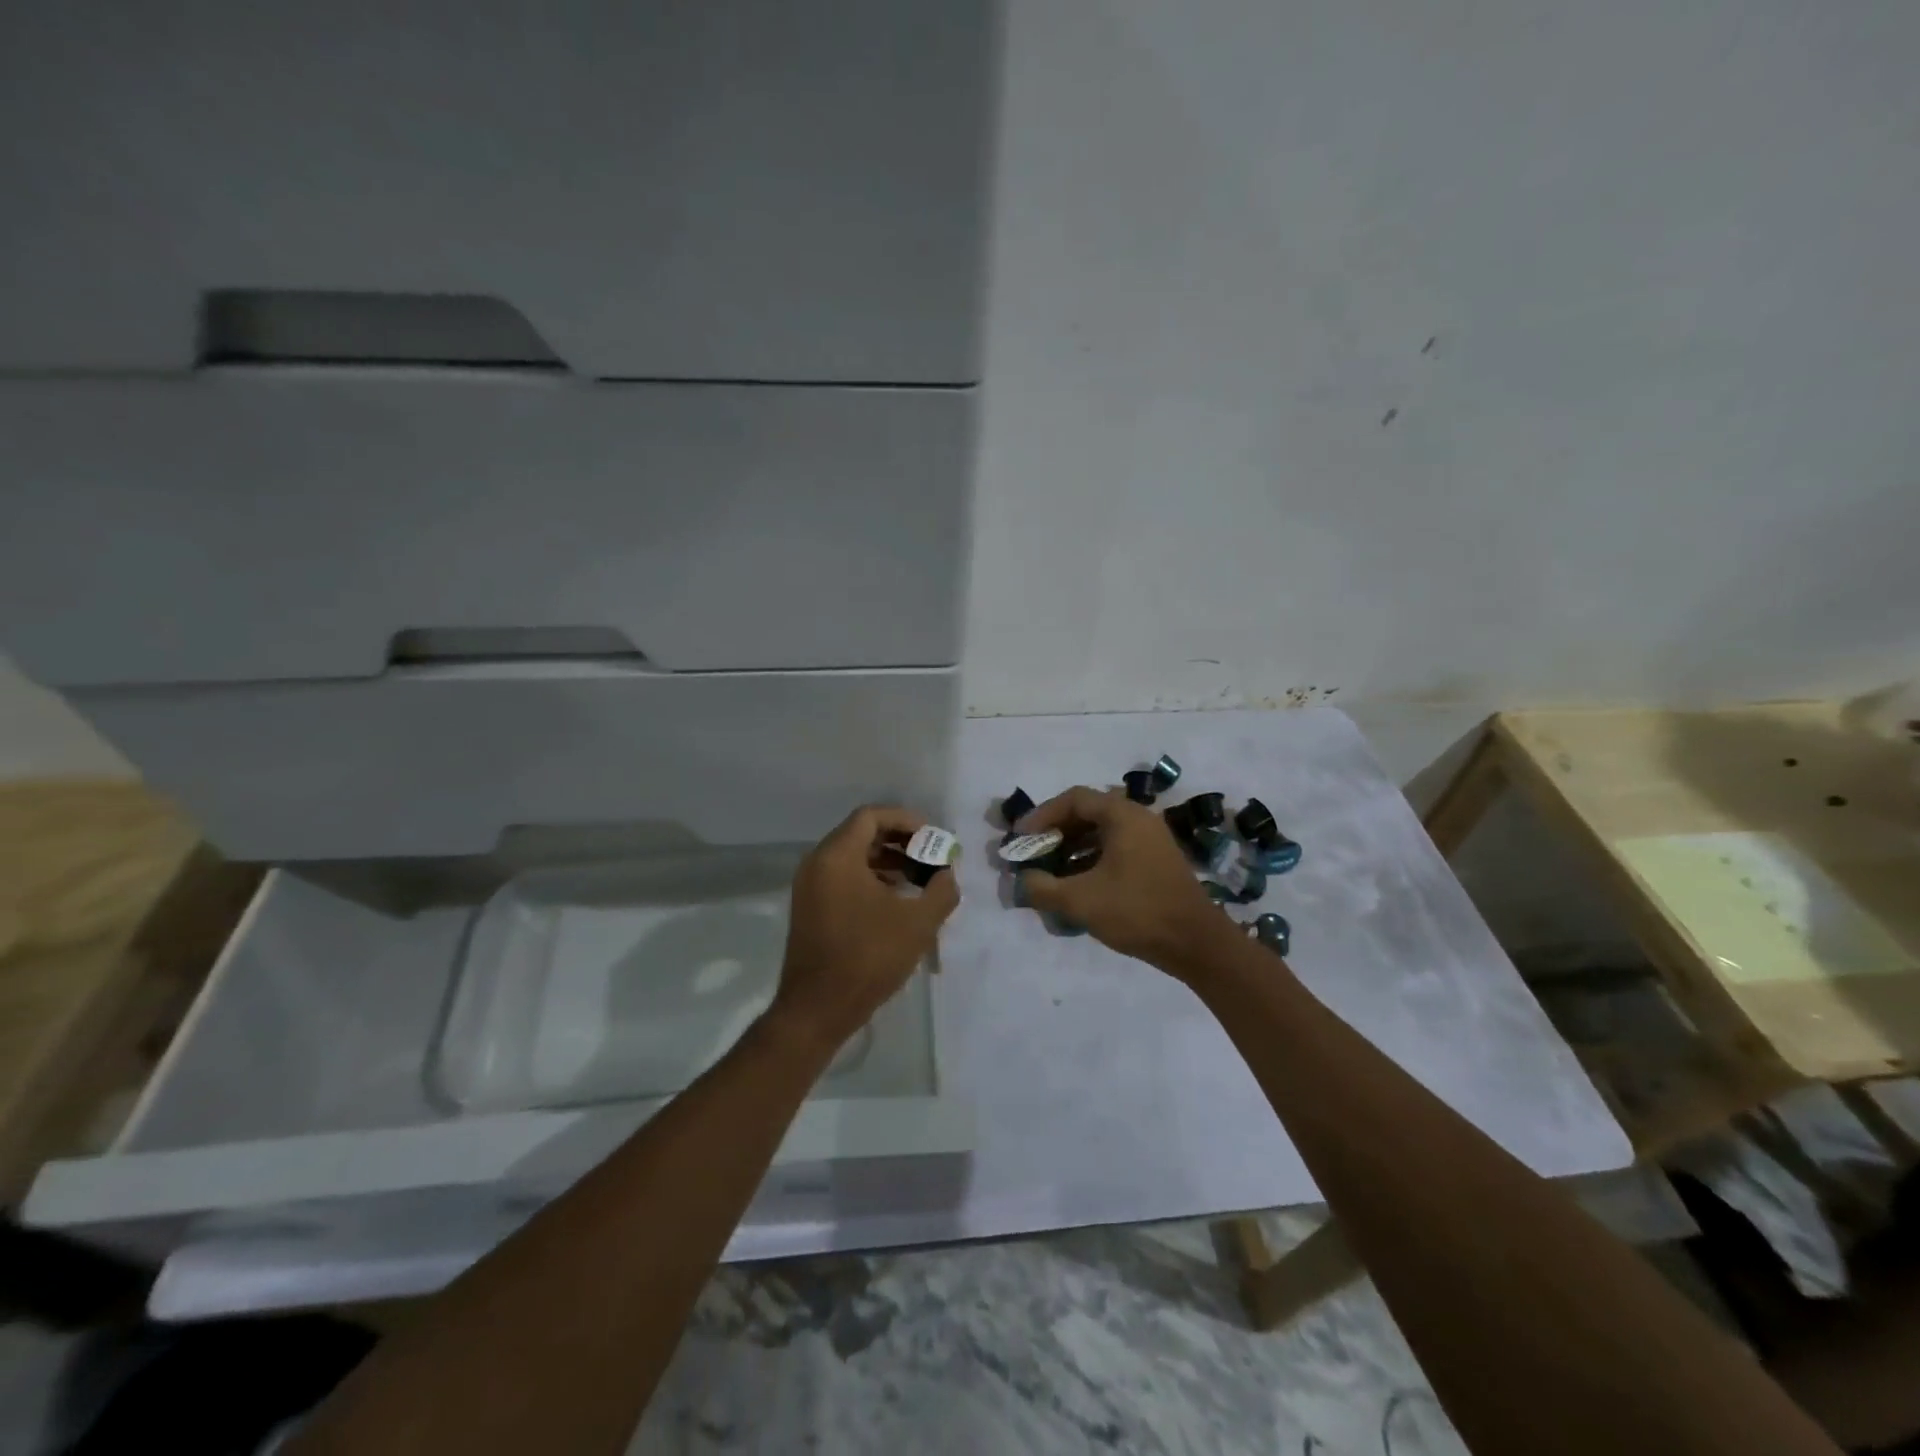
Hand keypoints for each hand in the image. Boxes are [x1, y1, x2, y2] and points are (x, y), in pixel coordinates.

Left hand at [770, 805, 959, 1052]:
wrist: (817, 1010)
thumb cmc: (868, 958)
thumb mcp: (918, 923)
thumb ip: (941, 890)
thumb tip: (946, 874)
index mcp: (837, 856)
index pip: (872, 816)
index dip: (906, 820)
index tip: (933, 837)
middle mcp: (817, 863)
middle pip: (861, 834)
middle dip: (900, 841)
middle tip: (930, 856)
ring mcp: (810, 887)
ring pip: (853, 857)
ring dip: (887, 861)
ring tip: (919, 879)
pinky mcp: (810, 908)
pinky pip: (843, 877)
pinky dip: (871, 878)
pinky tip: (896, 900)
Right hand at [1017, 786, 1236, 977]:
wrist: (1196, 944)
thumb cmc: (1137, 911)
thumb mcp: (1080, 900)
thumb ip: (1043, 887)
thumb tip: (1022, 880)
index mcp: (1123, 815)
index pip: (1074, 799)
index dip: (1042, 815)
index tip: (1021, 838)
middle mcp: (1139, 819)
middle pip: (1088, 813)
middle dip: (1055, 832)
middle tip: (1033, 852)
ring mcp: (1150, 840)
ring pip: (1101, 833)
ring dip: (1072, 848)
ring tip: (1049, 870)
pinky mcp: (1155, 862)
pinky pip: (1115, 849)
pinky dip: (1091, 860)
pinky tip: (1077, 884)